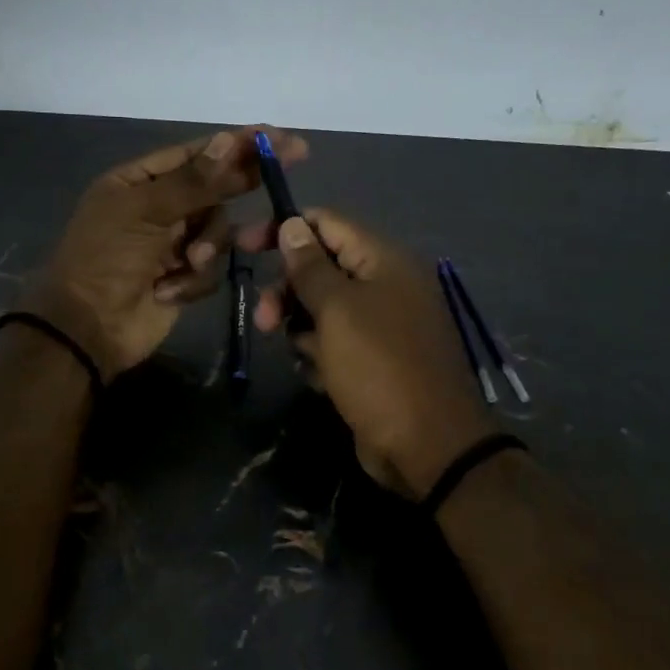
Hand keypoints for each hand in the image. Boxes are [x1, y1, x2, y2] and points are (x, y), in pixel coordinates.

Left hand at [24, 126, 308, 377]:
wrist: (88, 327)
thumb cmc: (107, 258)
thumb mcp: (145, 212)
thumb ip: (193, 181)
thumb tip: (229, 140)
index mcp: (138, 182)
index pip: (196, 154)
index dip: (236, 143)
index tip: (277, 136)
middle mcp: (158, 207)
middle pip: (213, 188)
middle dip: (241, 182)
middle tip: (293, 160)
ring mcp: (172, 244)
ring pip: (217, 230)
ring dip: (208, 246)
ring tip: (189, 263)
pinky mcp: (182, 278)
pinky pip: (209, 268)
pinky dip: (192, 280)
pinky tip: (167, 291)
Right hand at [248, 210, 495, 496]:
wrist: (427, 446)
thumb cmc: (378, 367)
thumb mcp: (337, 310)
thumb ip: (310, 266)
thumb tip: (292, 224)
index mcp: (384, 261)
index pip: (327, 223)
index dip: (284, 228)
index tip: (243, 246)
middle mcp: (385, 285)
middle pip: (320, 268)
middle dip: (287, 290)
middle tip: (264, 321)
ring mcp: (381, 325)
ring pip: (323, 309)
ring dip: (301, 328)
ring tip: (302, 356)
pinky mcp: (373, 360)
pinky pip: (335, 343)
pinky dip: (321, 355)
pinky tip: (322, 378)